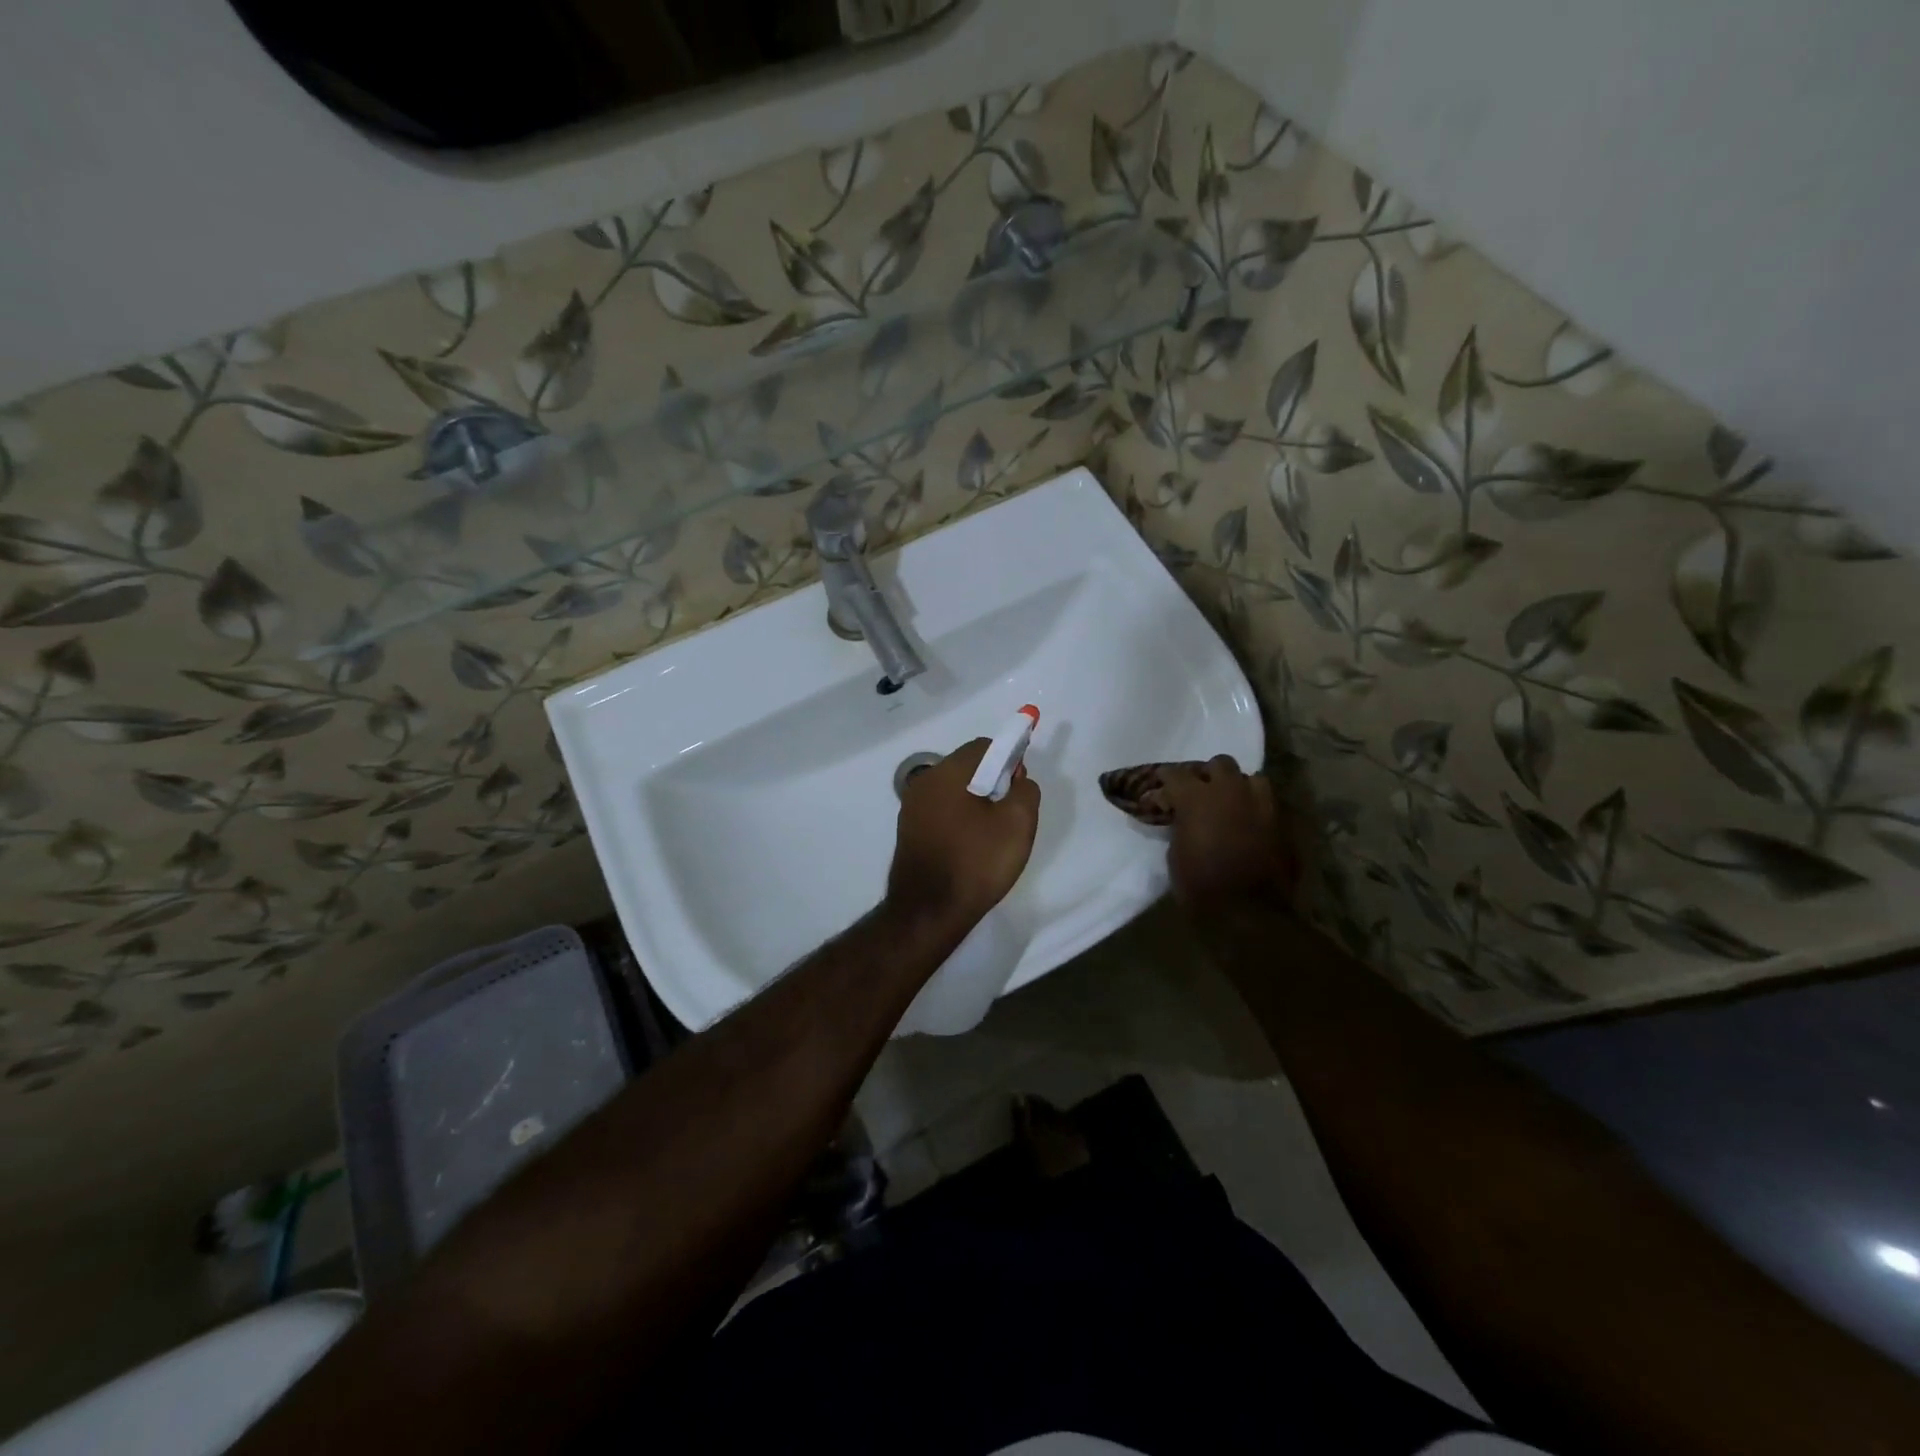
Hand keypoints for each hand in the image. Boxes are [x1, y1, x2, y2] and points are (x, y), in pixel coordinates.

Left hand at [886, 738, 1040, 930]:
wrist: (929, 912)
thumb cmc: (976, 863)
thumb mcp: (1018, 823)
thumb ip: (1026, 790)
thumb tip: (1016, 778)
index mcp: (947, 773)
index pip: (984, 746)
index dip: (1008, 759)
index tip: (1019, 788)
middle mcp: (923, 783)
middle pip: (967, 767)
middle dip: (993, 782)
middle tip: (1009, 815)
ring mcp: (911, 809)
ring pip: (954, 792)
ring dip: (976, 803)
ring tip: (992, 836)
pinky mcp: (909, 832)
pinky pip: (942, 813)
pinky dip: (960, 821)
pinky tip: (971, 849)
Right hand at [1159, 756, 1294, 910]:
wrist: (1247, 911)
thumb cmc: (1200, 884)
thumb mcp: (1175, 852)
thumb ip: (1180, 824)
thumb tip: (1182, 817)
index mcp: (1196, 797)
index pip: (1175, 774)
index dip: (1165, 782)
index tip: (1159, 794)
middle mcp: (1229, 790)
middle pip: (1218, 764)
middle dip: (1207, 775)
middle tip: (1198, 794)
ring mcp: (1259, 803)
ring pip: (1250, 777)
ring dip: (1237, 786)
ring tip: (1229, 803)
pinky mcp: (1280, 821)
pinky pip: (1266, 802)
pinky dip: (1254, 806)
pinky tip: (1247, 821)